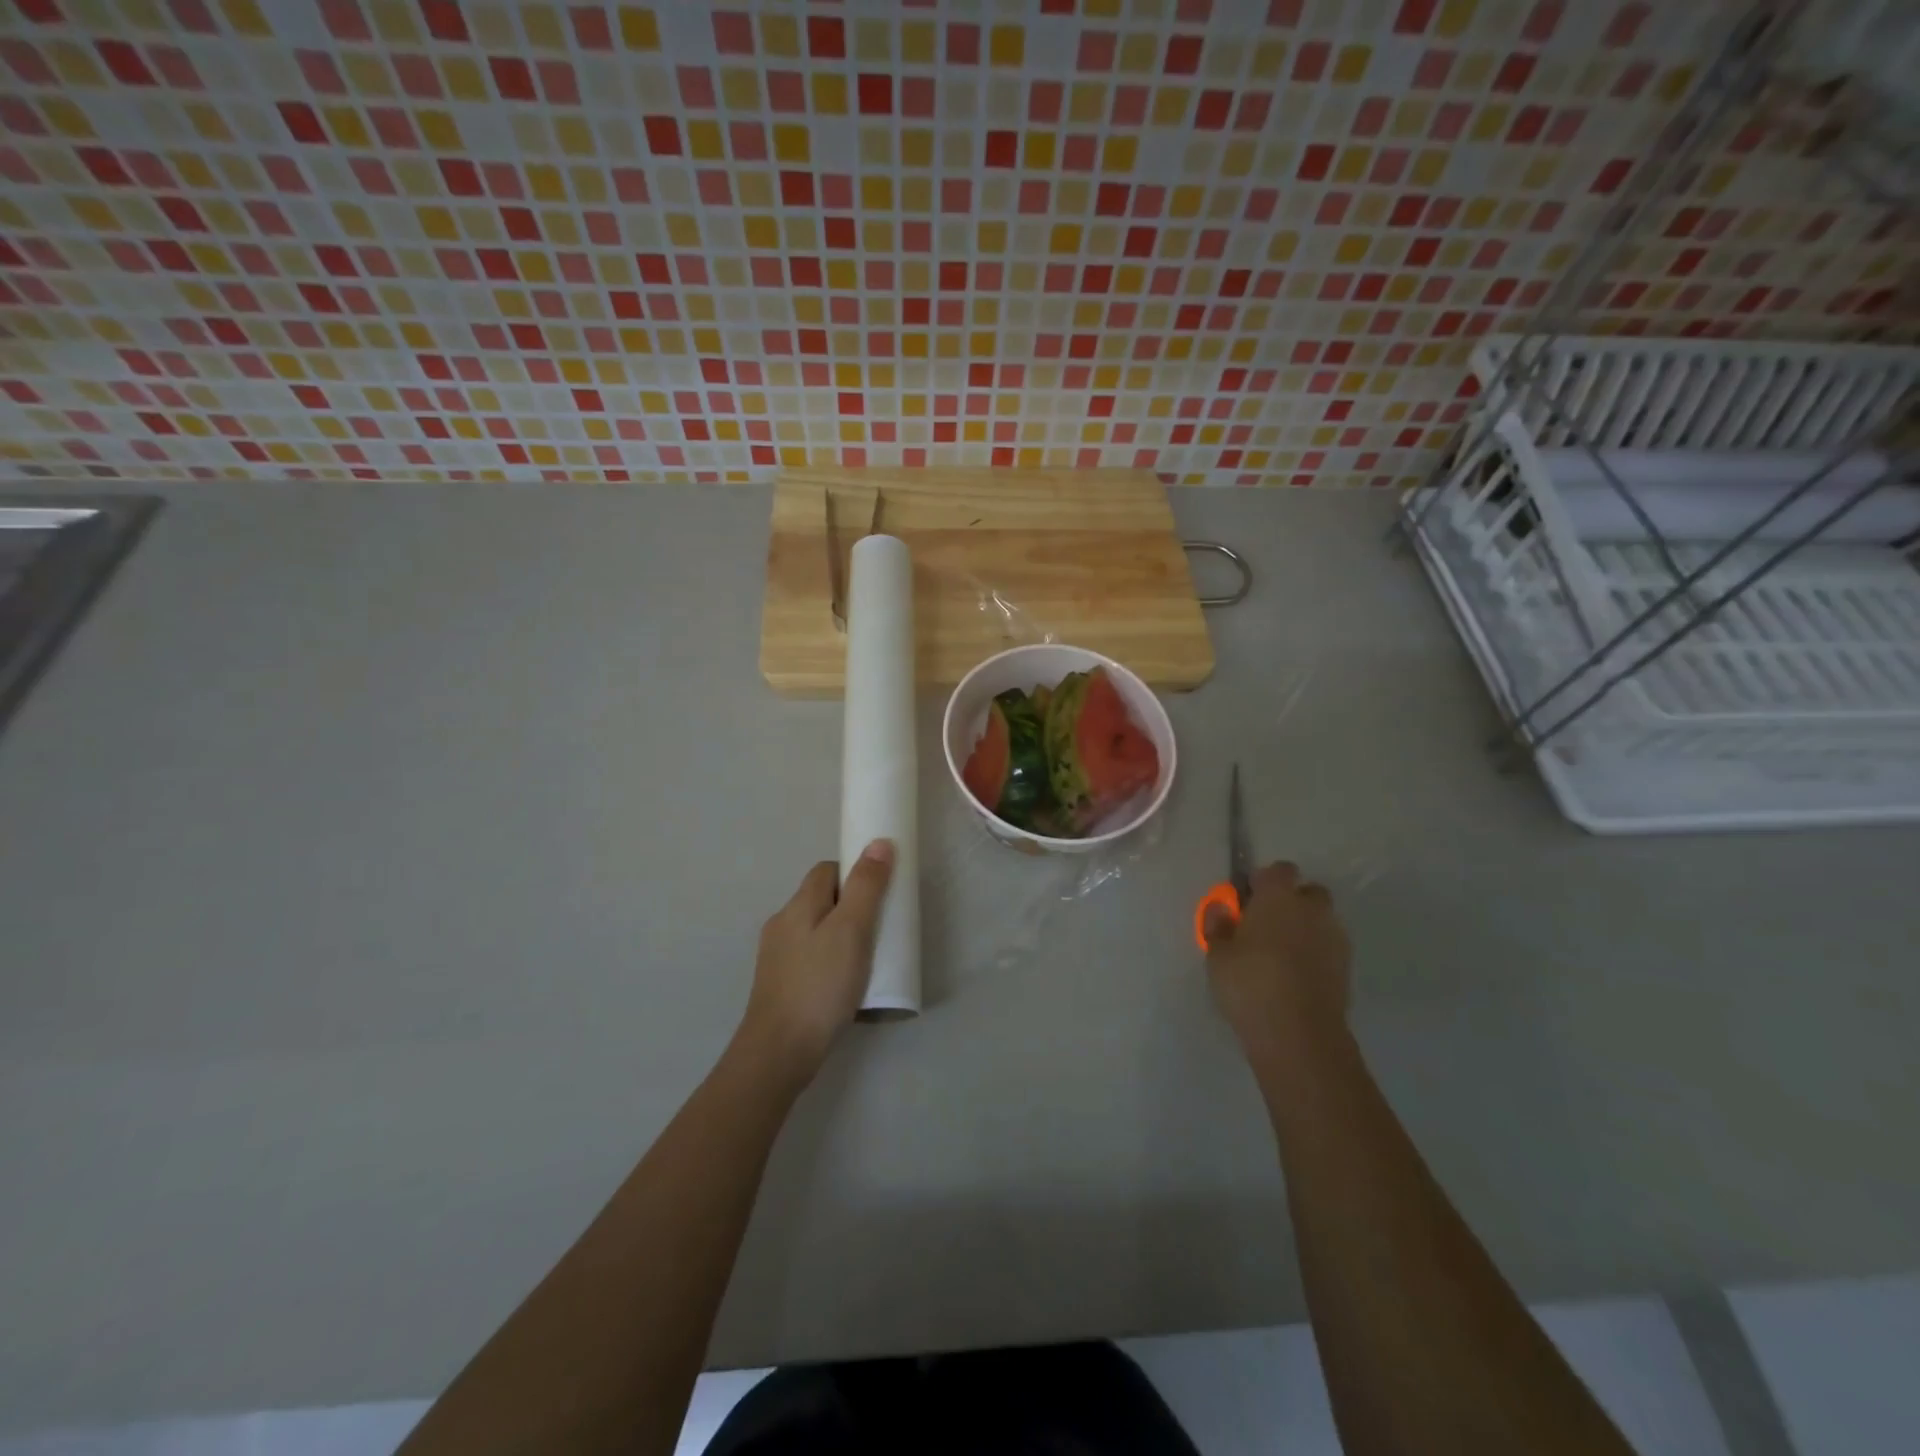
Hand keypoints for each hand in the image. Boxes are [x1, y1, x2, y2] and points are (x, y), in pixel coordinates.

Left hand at [738, 840, 895, 1086]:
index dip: (855, 873)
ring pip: (816, 931)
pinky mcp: (780, 985)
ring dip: (842, 936)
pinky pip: (811, 958)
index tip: (880, 892)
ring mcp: (777, 957)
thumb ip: (866, 887)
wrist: (779, 1052)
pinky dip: (831, 961)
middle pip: (822, 900)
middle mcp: (782, 924)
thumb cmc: (820, 985)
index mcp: (798, 905)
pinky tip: (846, 985)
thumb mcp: (852, 931)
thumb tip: (878, 843)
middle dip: (852, 907)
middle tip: (881, 928)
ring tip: (868, 958)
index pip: (827, 870)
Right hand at [1204, 861, 1351, 1057]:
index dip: (1263, 881)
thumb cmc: (1250, 983)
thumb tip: (1221, 907)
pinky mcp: (1346, 967)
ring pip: (1320, 920)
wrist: (1299, 1034)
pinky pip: (1328, 947)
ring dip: (1304, 928)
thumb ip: (1218, 924)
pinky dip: (1315, 953)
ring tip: (1280, 954)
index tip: (1246, 901)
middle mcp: (1312, 909)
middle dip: (1290, 903)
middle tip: (1265, 926)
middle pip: (1307, 892)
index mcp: (1279, 897)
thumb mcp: (1217, 954)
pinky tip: (1295, 975)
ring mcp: (1335, 938)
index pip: (1279, 870)